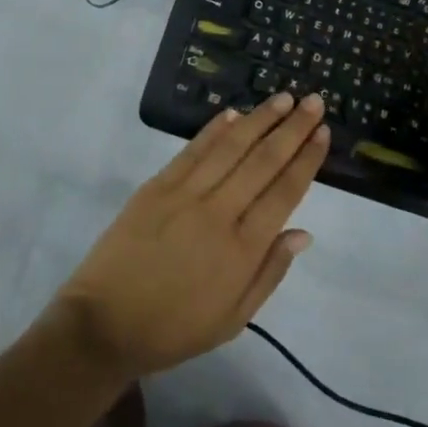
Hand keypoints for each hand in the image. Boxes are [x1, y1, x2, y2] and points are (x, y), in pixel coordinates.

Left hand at [49, 91, 327, 379]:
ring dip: (260, 119)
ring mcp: (184, 195)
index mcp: (241, 250)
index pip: (284, 193)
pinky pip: (192, 151)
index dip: (306, 160)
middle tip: (314, 102)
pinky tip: (233, 113)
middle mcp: (218, 213)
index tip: (323, 133)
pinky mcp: (156, 186)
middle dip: (292, 129)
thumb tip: (303, 233)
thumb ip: (269, 273)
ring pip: (230, 147)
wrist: (103, 324)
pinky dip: (214, 129)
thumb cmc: (174, 328)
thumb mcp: (232, 319)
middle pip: (262, 161)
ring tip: (283, 98)